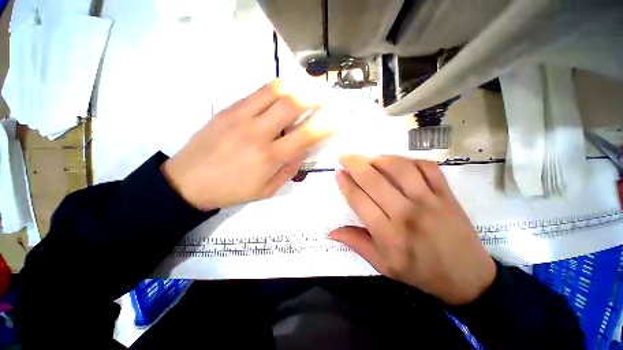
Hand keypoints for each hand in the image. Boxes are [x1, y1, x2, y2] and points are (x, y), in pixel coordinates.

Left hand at [162, 80, 330, 210]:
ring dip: (297, 85)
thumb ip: (289, 170)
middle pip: (291, 104)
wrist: (188, 181)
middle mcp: (257, 133)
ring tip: (309, 85)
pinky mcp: (228, 109)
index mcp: (269, 158)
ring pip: (274, 90)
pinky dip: (277, 88)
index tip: (335, 120)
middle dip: (314, 95)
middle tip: (326, 94)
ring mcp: (240, 117)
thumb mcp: (266, 190)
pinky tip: (285, 91)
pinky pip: (257, 92)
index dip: (325, 125)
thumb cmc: (231, 190)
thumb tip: (303, 150)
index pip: (305, 136)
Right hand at [330, 155, 495, 304]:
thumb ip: (357, 244)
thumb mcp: (383, 266)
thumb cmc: (420, 272)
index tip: (338, 173)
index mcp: (388, 233)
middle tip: (344, 156)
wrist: (467, 277)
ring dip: (378, 159)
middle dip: (354, 164)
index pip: (358, 199)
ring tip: (368, 158)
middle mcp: (406, 212)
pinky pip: (426, 167)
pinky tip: (397, 161)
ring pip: (398, 168)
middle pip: (373, 179)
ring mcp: (429, 200)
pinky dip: (409, 159)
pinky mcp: (446, 194)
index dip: (345, 183)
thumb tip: (331, 232)